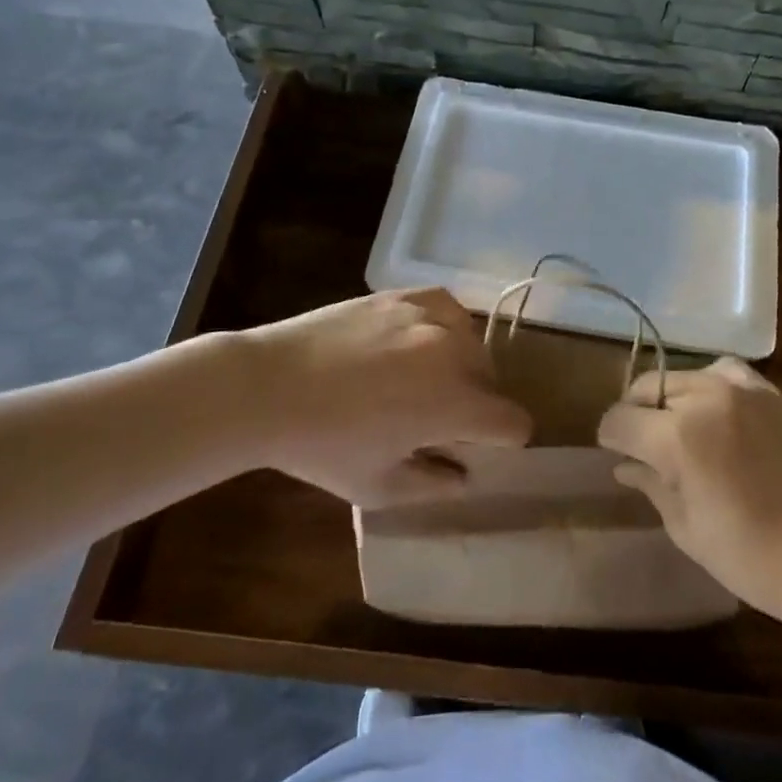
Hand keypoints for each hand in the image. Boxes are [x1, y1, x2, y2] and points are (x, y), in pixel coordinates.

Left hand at [239, 289, 532, 507]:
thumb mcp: (379, 486)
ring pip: (472, 343)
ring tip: (423, 378)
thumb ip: (435, 486)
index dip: (505, 442)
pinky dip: (444, 327)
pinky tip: (419, 340)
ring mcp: (430, 315)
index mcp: (455, 403)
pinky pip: (448, 308)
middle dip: (477, 404)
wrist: (268, 385)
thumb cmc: (323, 445)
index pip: (514, 422)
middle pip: (493, 381)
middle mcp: (454, 351)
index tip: (480, 449)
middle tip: (438, 419)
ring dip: (461, 365)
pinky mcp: (405, 295)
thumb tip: (465, 474)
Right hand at [597, 358, 781, 624]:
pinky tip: (718, 412)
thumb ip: (650, 486)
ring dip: (673, 397)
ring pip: (686, 375)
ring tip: (680, 426)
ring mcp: (743, 391)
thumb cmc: (751, 556)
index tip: (613, 451)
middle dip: (637, 412)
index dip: (609, 436)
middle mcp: (705, 399)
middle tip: (642, 443)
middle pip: (650, 387)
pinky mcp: (772, 394)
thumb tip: (624, 466)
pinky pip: (728, 373)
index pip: (621, 419)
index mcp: (678, 437)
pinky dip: (712, 385)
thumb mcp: (687, 529)